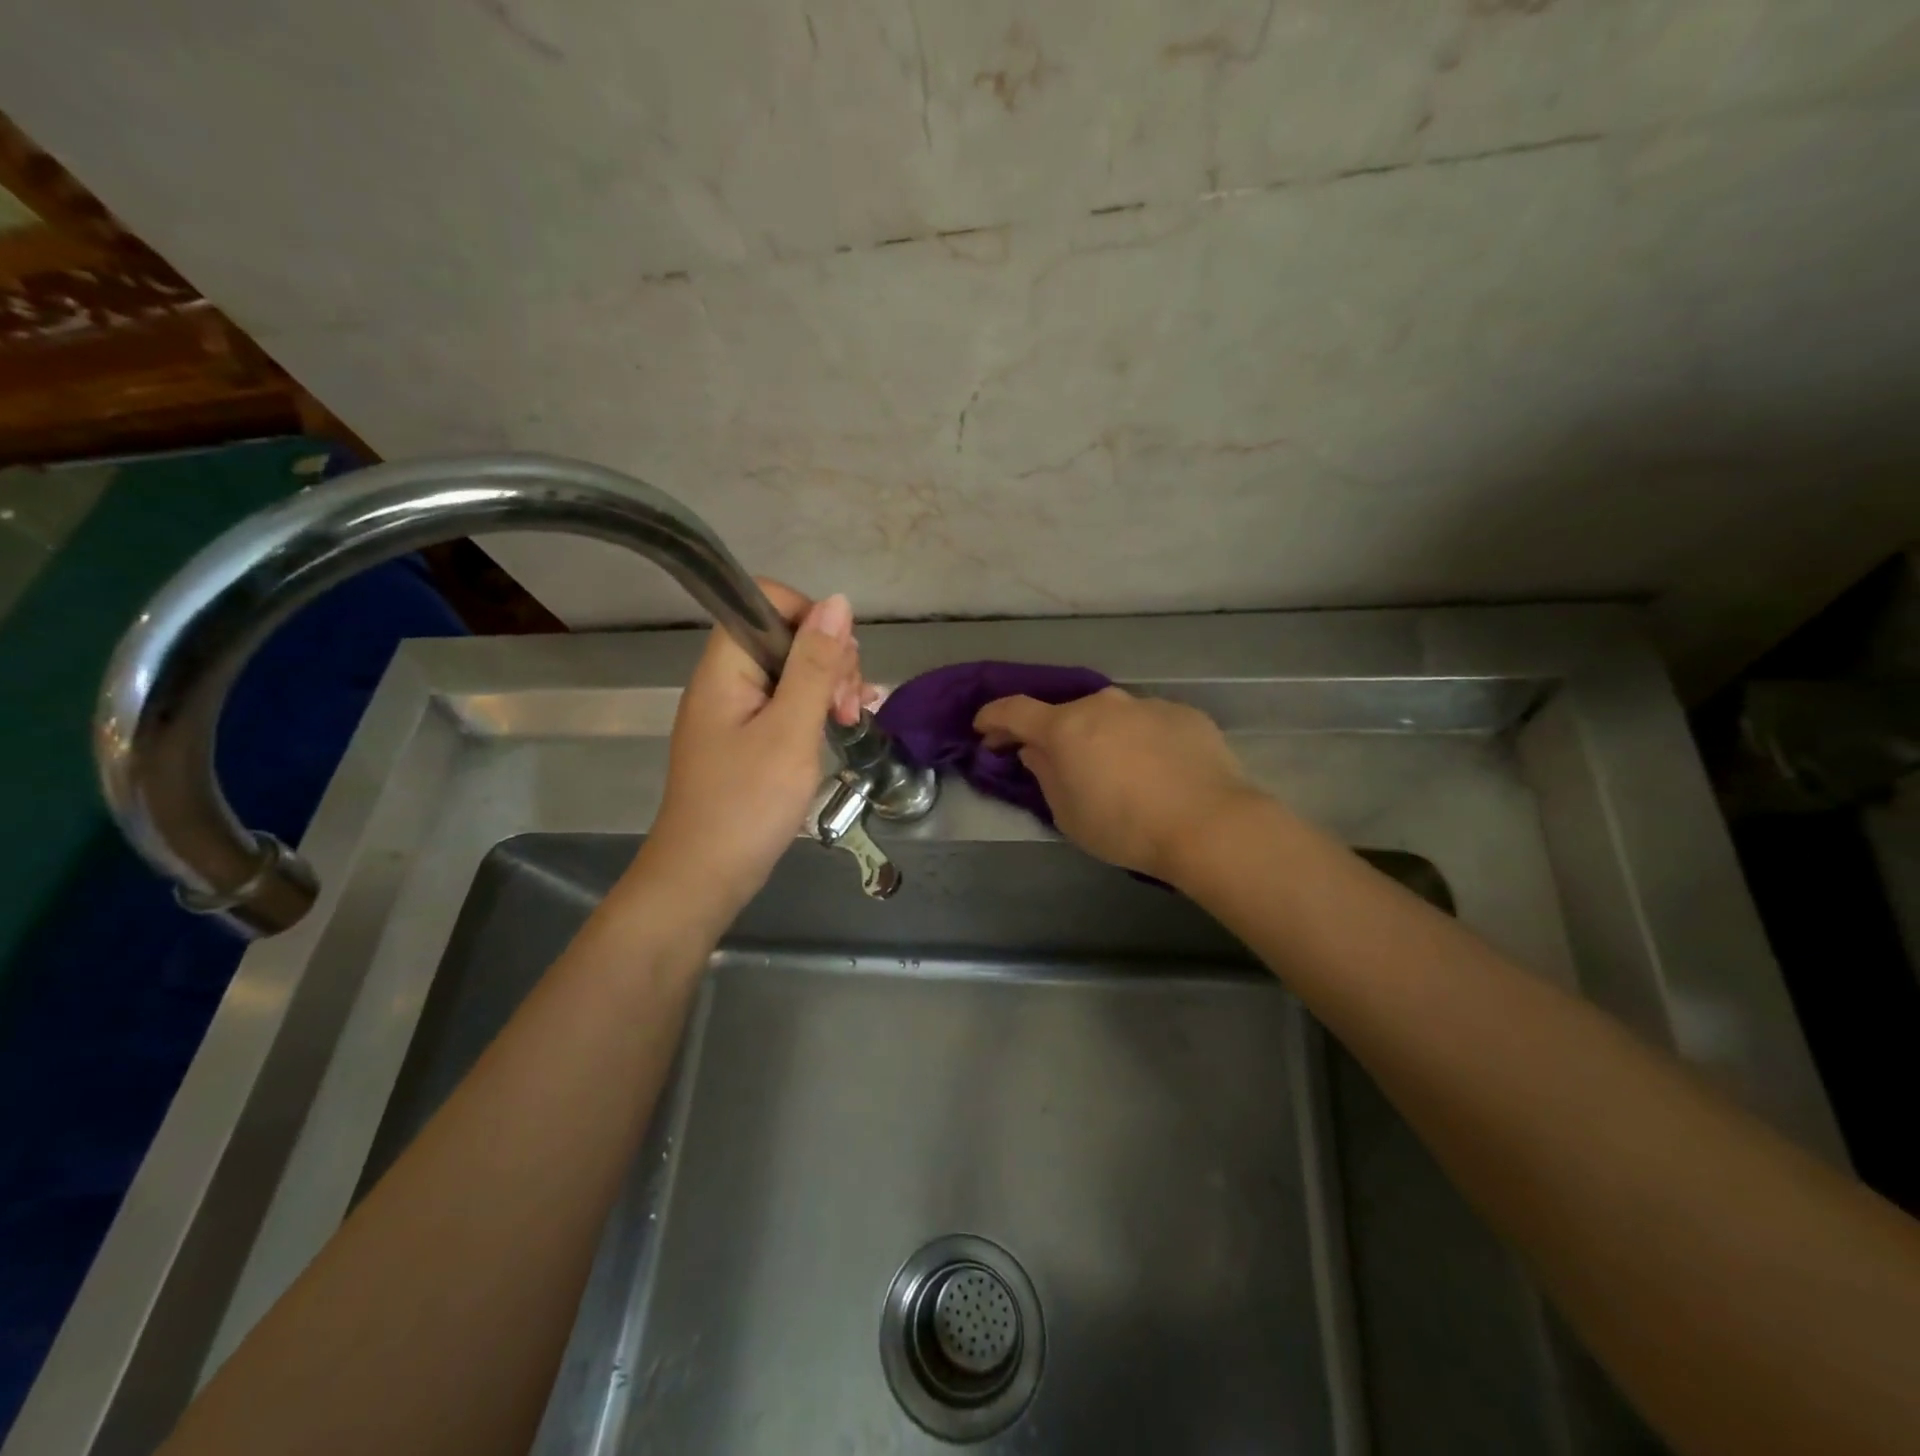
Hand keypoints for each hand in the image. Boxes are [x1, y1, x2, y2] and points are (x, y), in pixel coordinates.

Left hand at [626, 580, 870, 925]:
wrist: (705, 878)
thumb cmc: (747, 805)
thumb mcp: (791, 731)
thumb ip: (815, 666)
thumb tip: (838, 603)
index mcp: (725, 669)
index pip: (763, 602)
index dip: (809, 616)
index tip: (839, 659)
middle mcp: (726, 681)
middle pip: (783, 636)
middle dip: (827, 659)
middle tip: (846, 705)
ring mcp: (736, 712)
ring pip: (791, 672)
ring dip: (829, 686)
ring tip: (851, 719)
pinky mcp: (748, 739)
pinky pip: (787, 705)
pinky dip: (817, 709)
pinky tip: (845, 724)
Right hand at [973, 687, 1258, 882]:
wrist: (1210, 824)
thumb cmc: (1125, 827)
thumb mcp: (1068, 813)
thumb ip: (1044, 774)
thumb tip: (1034, 750)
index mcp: (1066, 727)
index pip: (1015, 710)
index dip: (993, 717)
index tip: (984, 729)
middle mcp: (1103, 704)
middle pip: (1067, 713)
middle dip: (1055, 734)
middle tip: (1057, 761)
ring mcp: (1147, 704)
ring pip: (1111, 716)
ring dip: (1102, 736)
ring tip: (1116, 769)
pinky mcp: (1184, 714)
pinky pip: (1148, 723)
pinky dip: (1141, 740)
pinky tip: (1157, 770)